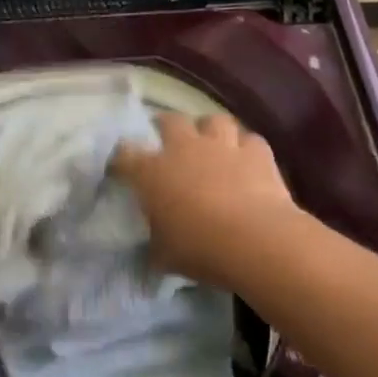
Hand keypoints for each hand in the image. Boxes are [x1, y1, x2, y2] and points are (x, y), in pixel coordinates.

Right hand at [112, 113, 301, 285]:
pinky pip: (250, 140)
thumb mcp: (165, 256)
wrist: (255, 240)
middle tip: (167, 139)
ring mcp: (222, 145)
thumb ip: (155, 244)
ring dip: (210, 130)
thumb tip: (153, 245)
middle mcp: (185, 148)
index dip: (121, 159)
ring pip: (214, 120)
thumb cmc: (200, 249)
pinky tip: (247, 159)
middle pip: (170, 121)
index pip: (126, 155)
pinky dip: (247, 147)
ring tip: (211, 143)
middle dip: (166, 126)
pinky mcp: (256, 152)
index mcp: (153, 172)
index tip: (121, 167)